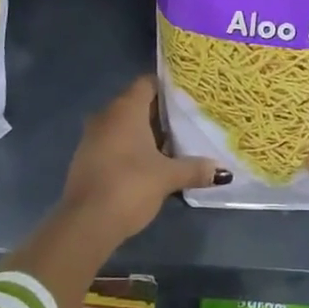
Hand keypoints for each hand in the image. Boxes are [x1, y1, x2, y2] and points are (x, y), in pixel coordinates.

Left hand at [59, 75, 228, 246]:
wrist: (85, 224)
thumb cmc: (130, 185)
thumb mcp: (167, 177)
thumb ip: (194, 169)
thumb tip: (223, 171)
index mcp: (126, 108)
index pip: (148, 83)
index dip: (168, 88)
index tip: (188, 98)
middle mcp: (107, 115)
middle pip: (137, 104)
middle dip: (161, 114)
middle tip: (187, 122)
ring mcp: (93, 137)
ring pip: (124, 125)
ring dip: (145, 133)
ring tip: (173, 145)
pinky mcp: (87, 159)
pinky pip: (114, 143)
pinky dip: (131, 148)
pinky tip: (149, 164)